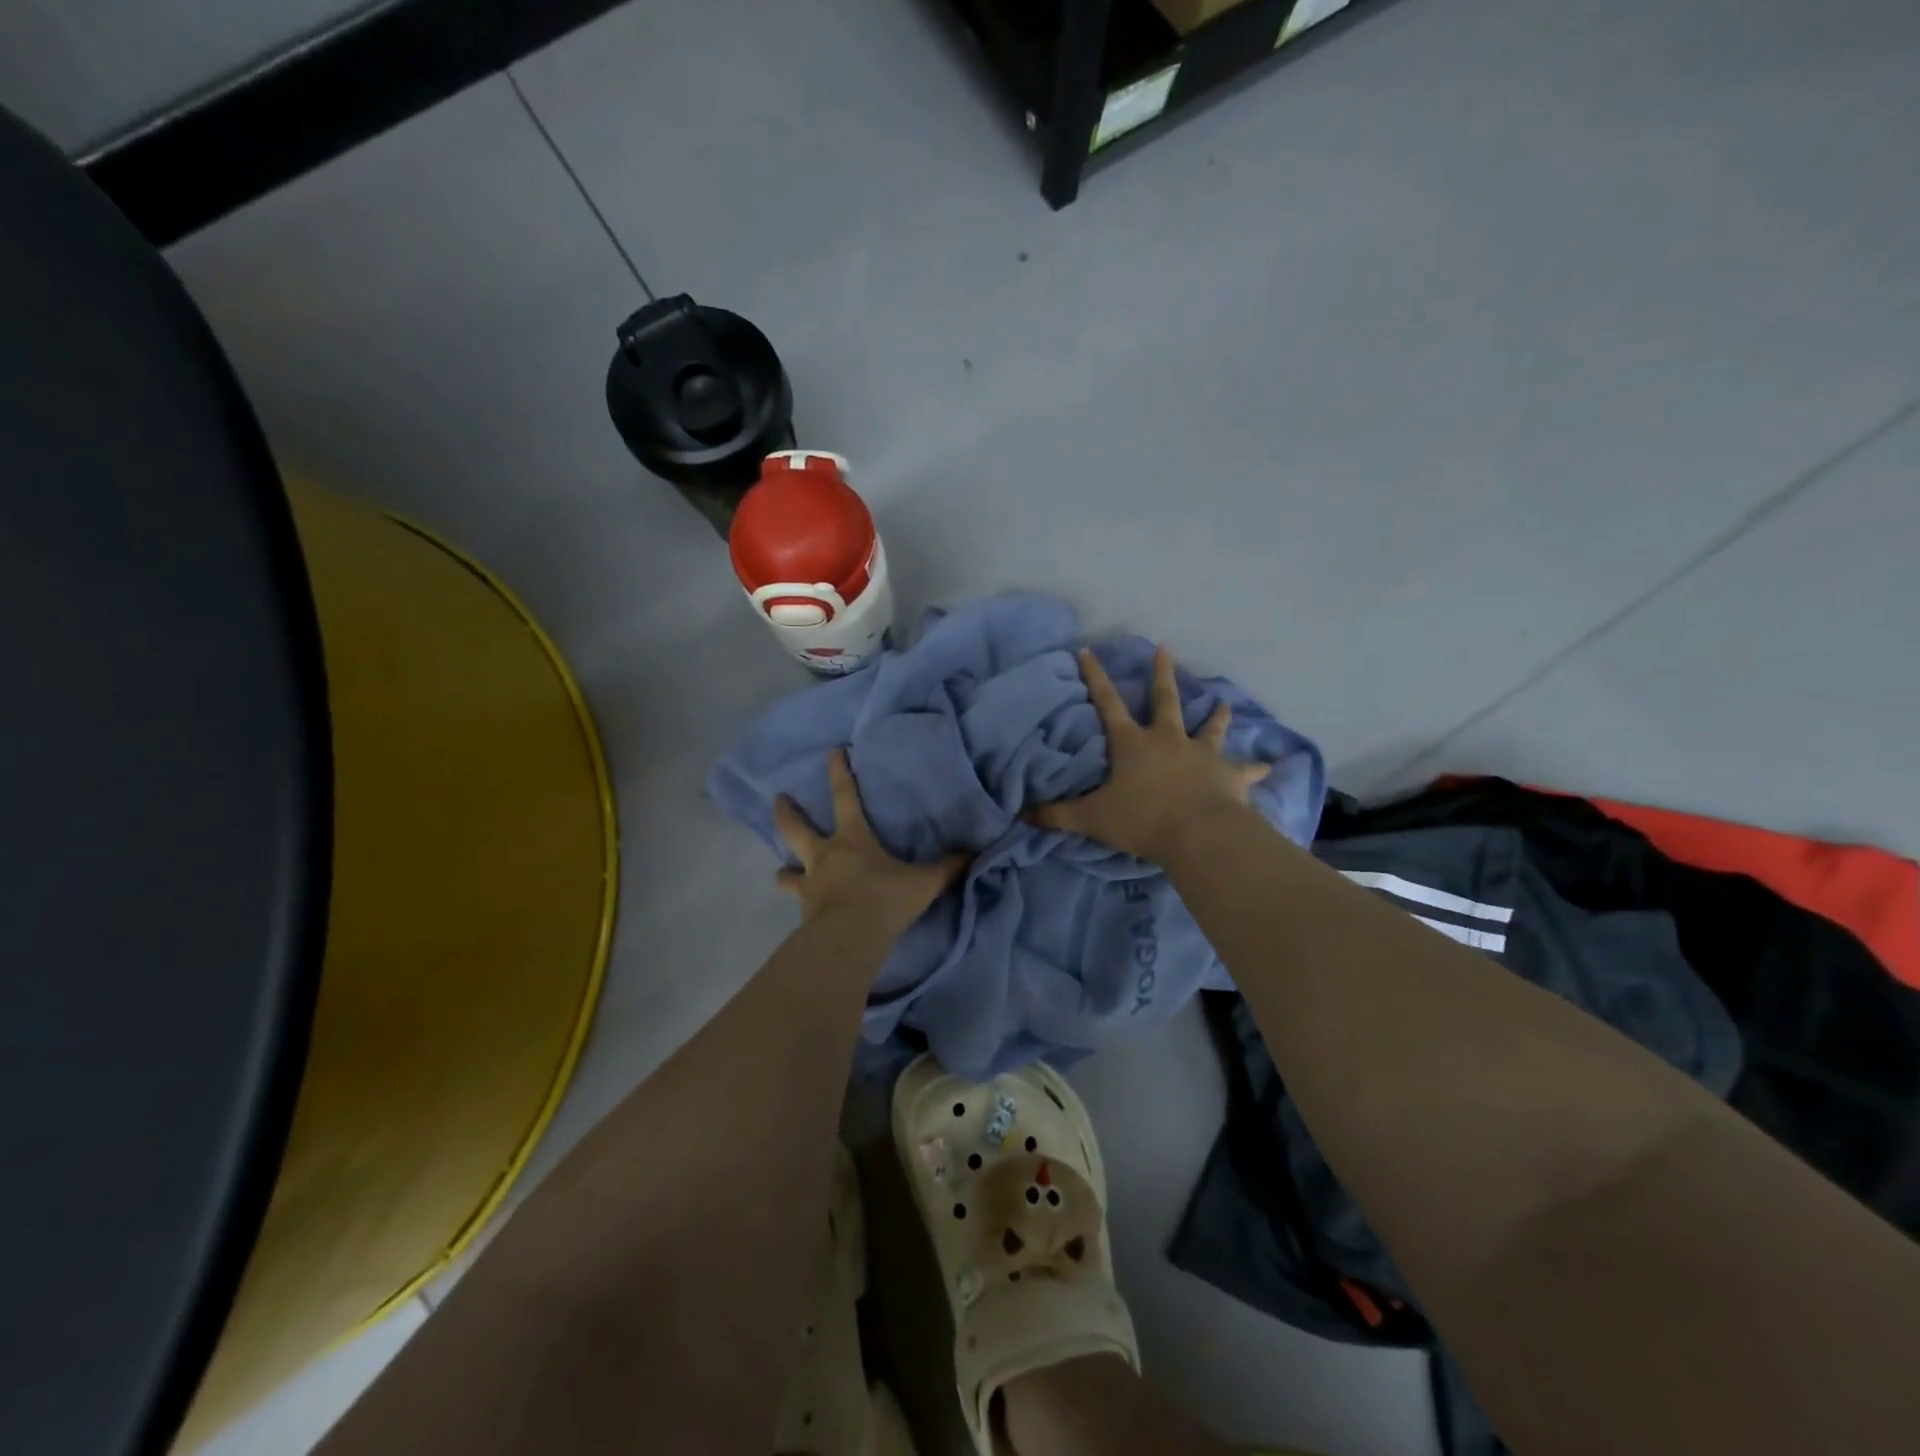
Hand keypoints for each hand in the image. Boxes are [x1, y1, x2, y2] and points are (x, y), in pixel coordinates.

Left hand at [774, 748, 969, 937]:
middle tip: (777, 798)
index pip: (844, 797)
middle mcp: (825, 857)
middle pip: (796, 829)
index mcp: (852, 840)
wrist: (848, 940)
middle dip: (786, 812)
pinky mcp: (803, 913)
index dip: (839, 772)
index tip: (832, 752)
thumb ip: (947, 868)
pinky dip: (799, 902)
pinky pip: (798, 903)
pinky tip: (804, 910)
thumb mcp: (923, 883)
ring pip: (788, 872)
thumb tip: (972, 853)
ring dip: (785, 870)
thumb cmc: (884, 901)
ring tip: (782, 871)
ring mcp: (810, 885)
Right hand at [1031, 646, 1271, 860]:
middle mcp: (1168, 740)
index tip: (1088, 651)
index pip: (1107, 703)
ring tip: (1225, 703)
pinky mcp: (1229, 775)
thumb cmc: (1142, 820)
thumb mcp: (1092, 818)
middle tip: (1165, 650)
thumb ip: (1057, 815)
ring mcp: (1202, 754)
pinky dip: (1255, 768)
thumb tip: (1022, 814)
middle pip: (1165, 700)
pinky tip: (1269, 766)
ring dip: (1217, 715)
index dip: (1095, 677)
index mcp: (1133, 744)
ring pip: (1210, 728)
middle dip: (1162, 675)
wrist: (1197, 834)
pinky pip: (1245, 769)